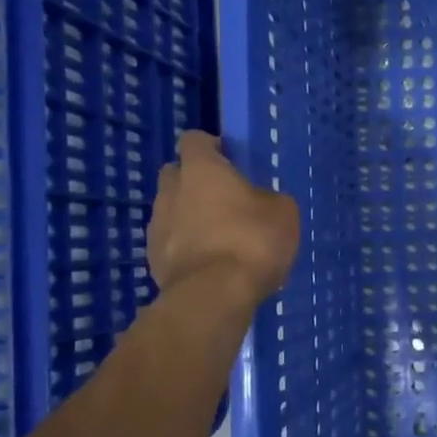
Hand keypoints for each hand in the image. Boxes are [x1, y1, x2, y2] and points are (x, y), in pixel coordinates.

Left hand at [148, 132, 299, 307]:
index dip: (211, 147)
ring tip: (220, 237)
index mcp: (201, 169)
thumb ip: (268, 198)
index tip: (230, 160)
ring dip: (190, 216)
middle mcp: (171, 190)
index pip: (194, 140)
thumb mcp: (283, 212)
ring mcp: (157, 226)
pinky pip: (171, 242)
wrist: (214, 296)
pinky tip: (210, 263)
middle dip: (196, 180)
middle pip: (176, 173)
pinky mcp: (153, 260)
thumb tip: (260, 202)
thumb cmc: (252, 241)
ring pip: (172, 209)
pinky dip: (186, 246)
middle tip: (225, 198)